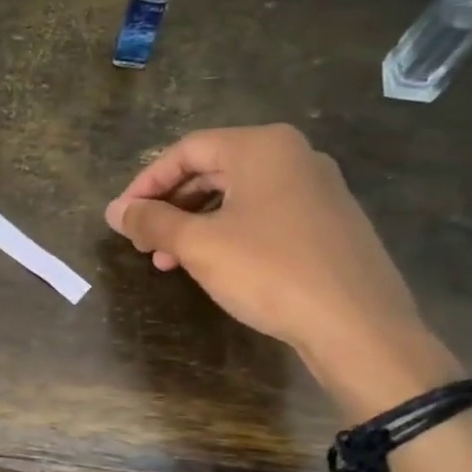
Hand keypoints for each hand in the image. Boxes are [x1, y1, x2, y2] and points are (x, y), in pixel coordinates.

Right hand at [106, 124, 459, 418]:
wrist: (357, 324)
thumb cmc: (269, 272)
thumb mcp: (199, 245)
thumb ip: (151, 222)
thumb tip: (113, 211)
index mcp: (262, 147)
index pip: (187, 150)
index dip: (146, 183)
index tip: (122, 217)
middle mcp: (293, 156)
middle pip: (212, 169)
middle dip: (170, 206)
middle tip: (142, 241)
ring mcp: (317, 189)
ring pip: (237, 196)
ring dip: (194, 224)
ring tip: (168, 261)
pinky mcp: (328, 222)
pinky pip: (264, 215)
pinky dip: (228, 233)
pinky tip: (213, 266)